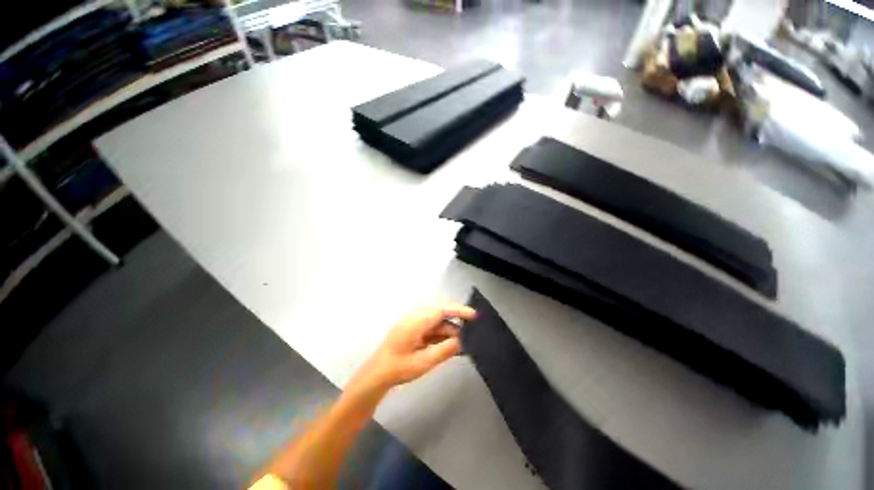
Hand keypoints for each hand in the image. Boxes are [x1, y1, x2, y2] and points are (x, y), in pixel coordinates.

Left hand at [351, 304, 475, 393]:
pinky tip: (449, 347)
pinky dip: (440, 337)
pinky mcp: (412, 330)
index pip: (442, 310)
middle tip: (470, 338)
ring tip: (462, 346)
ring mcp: (413, 324)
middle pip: (440, 317)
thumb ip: (444, 350)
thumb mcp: (423, 362)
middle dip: (455, 327)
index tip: (474, 316)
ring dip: (448, 334)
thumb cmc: (398, 368)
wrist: (376, 375)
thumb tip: (462, 341)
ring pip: (436, 324)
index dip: (459, 311)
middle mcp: (415, 317)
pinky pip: (430, 330)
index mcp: (416, 321)